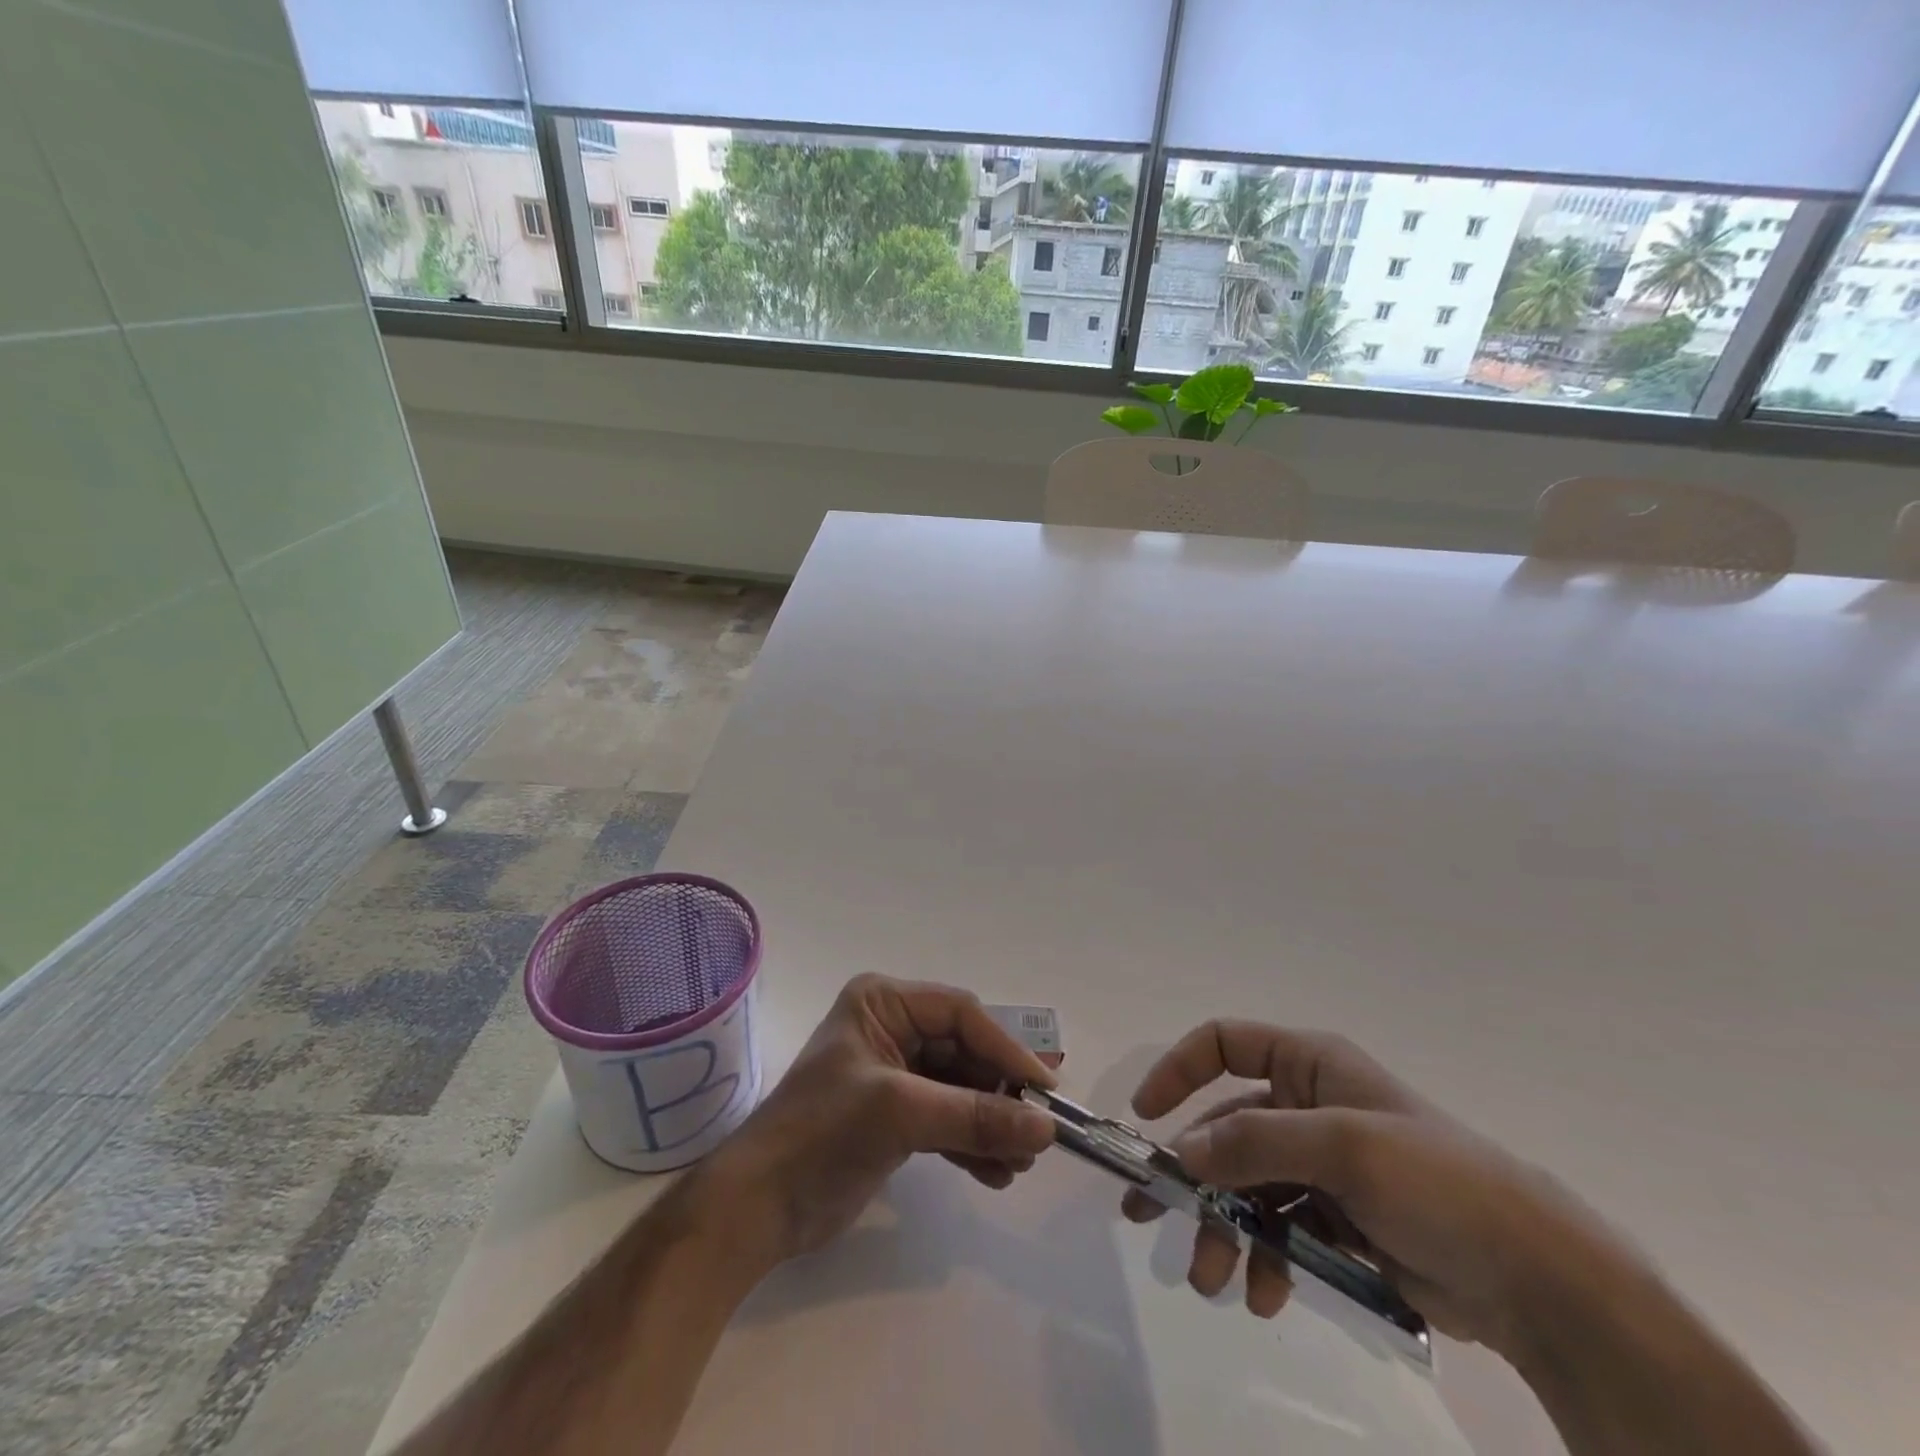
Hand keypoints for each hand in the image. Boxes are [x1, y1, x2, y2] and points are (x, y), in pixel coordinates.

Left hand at [704, 975, 1058, 1270]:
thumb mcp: (902, 1114)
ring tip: (1022, 1161)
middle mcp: (891, 1028)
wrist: (758, 1207)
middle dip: (999, 1092)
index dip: (1005, 1048)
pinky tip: (997, 1173)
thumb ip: (975, 1116)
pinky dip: (971, 1143)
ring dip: (991, 1122)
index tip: (1045, 1089)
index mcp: (883, 1002)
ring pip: (960, 1088)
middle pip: (964, 1051)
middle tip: (1039, 1130)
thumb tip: (1047, 1126)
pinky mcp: (895, 1116)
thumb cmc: (823, 1134)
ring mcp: (894, 1074)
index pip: (960, 1013)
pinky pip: (947, 1119)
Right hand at [1125, 1020, 1615, 1359]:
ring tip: (1212, 1279)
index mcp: (1310, 1064)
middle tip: (1146, 1216)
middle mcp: (1309, 1105)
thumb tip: (1184, 1151)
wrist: (1537, 1278)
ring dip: (1225, 1229)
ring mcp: (1324, 1164)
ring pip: (1249, 1186)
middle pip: (1228, 1128)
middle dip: (1193, 1175)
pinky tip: (1265, 1295)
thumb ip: (1255, 1143)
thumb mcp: (1340, 1146)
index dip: (1179, 1069)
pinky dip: (1266, 1258)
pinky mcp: (1341, 1219)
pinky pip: (1282, 1228)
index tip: (1148, 1117)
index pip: (1224, 1043)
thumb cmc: (1434, 1181)